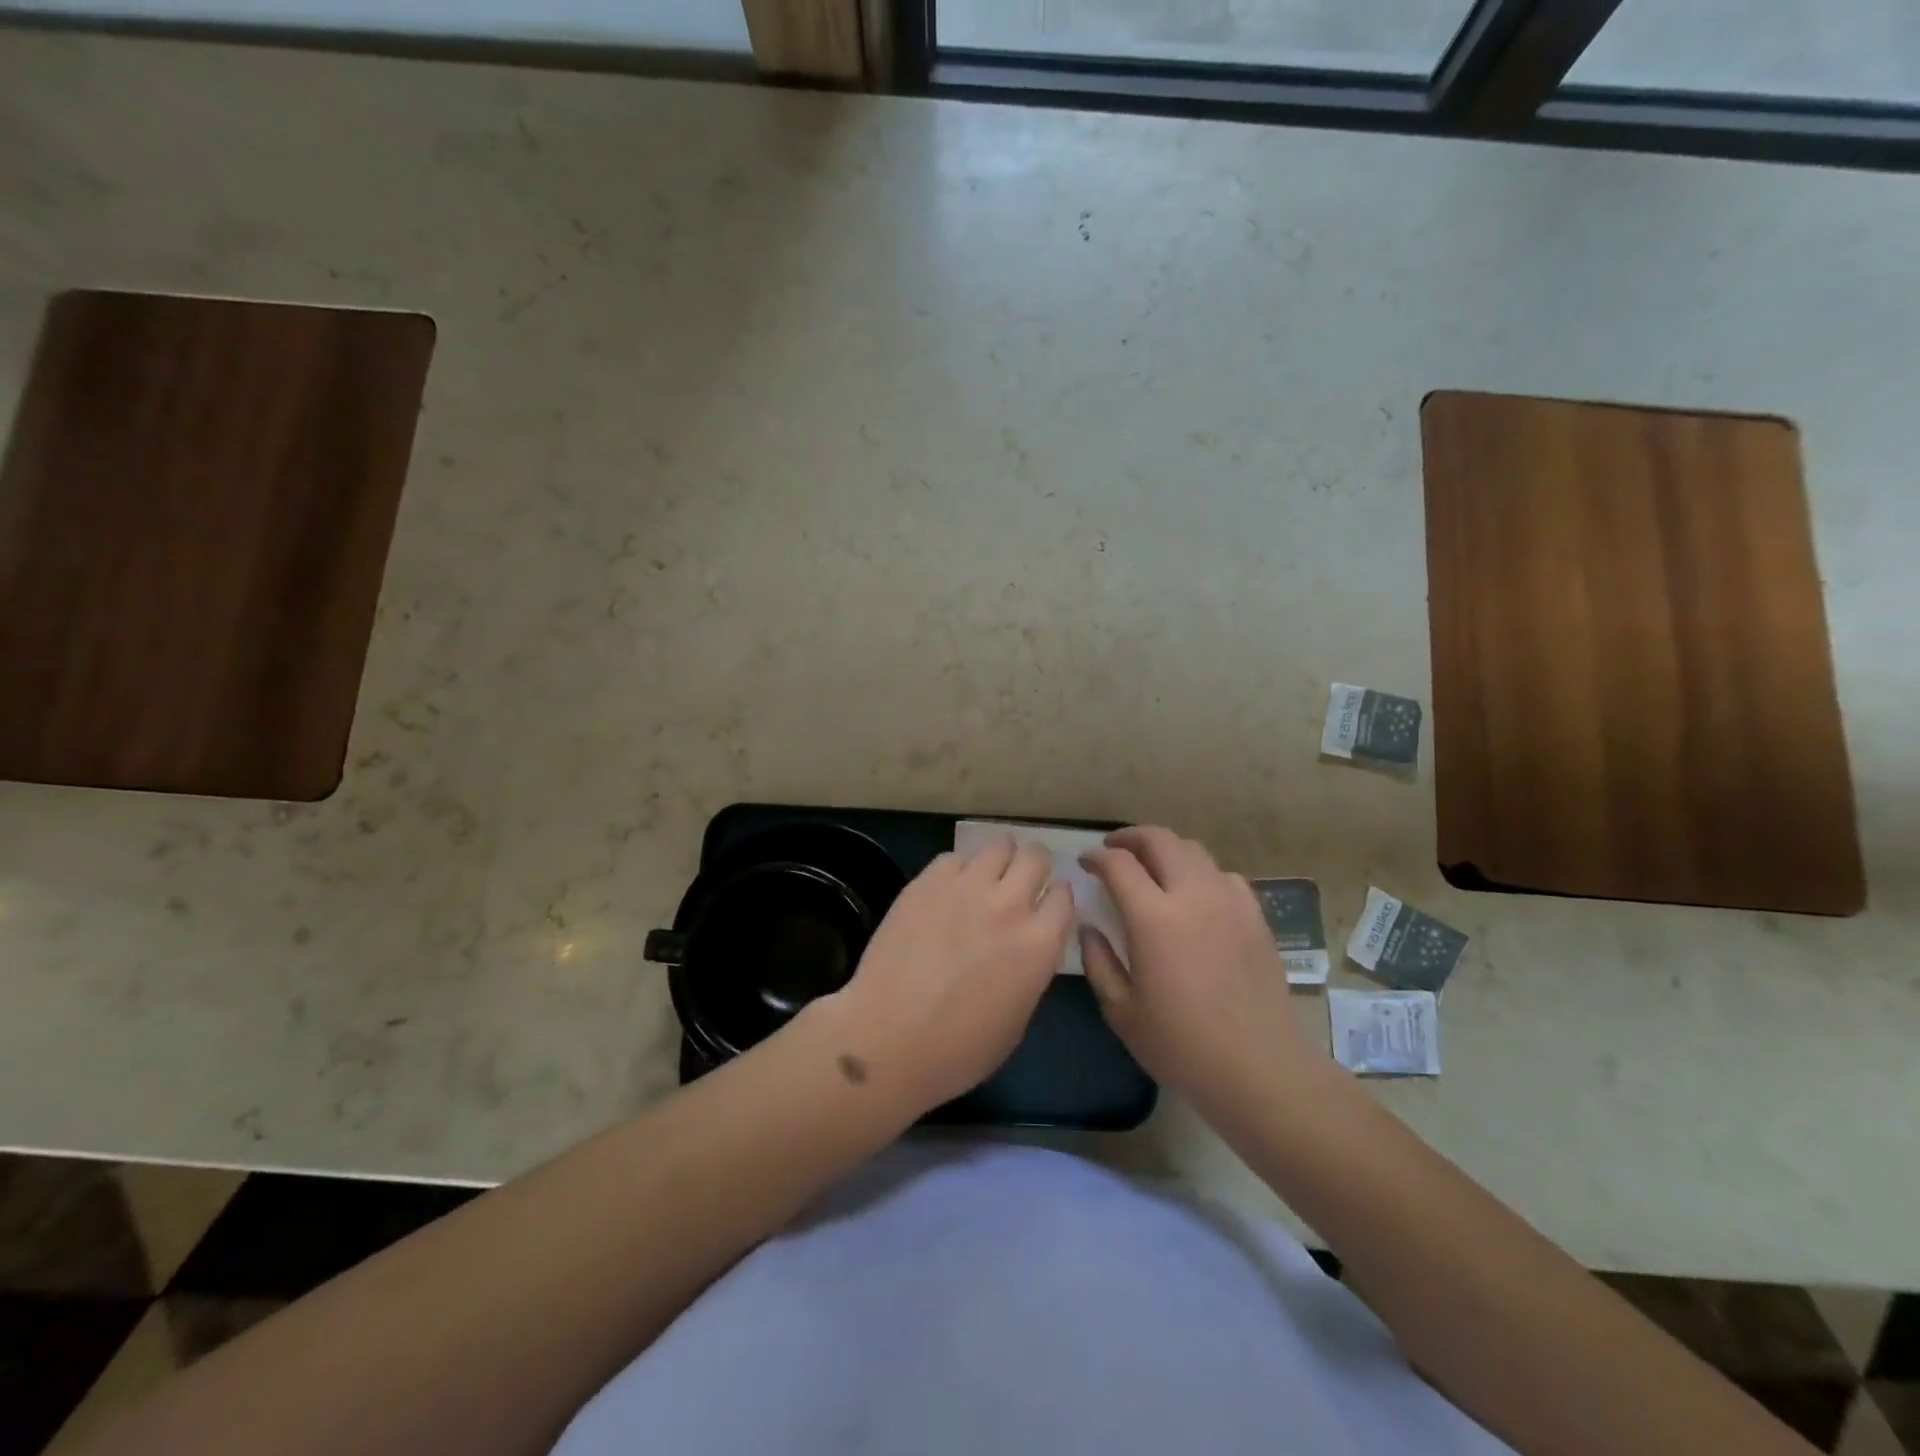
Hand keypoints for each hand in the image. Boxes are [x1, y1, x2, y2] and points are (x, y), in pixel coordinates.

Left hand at [822, 835, 1073, 1116]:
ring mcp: (966, 888)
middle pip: (1036, 856)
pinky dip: (957, 870)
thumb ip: (1031, 969)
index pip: (1065, 895)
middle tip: (1019, 883)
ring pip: (998, 845)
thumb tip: (1027, 945)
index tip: (1045, 907)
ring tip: (985, 878)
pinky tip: (947, 892)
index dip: (1056, 900)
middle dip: (1033, 866)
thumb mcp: (1018, 1019)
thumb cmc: (959, 1050)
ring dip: (999, 860)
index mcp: (1039, 944)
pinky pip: (954, 858)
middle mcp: (1009, 905)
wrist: (888, 1040)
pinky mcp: (927, 882)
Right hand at [1081, 826, 1323, 1115]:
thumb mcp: (1121, 1010)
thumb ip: (1098, 960)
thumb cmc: (1180, 1044)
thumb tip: (1089, 926)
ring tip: (1152, 866)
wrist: (1257, 1067)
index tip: (1086, 864)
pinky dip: (1200, 872)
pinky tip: (1195, 895)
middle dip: (1131, 837)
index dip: (1097, 857)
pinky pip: (1223, 875)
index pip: (1119, 864)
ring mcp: (1229, 901)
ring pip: (1194, 850)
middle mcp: (1192, 895)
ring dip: (1166, 850)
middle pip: (1159, 840)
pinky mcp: (1255, 916)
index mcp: (1153, 917)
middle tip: (1115, 849)